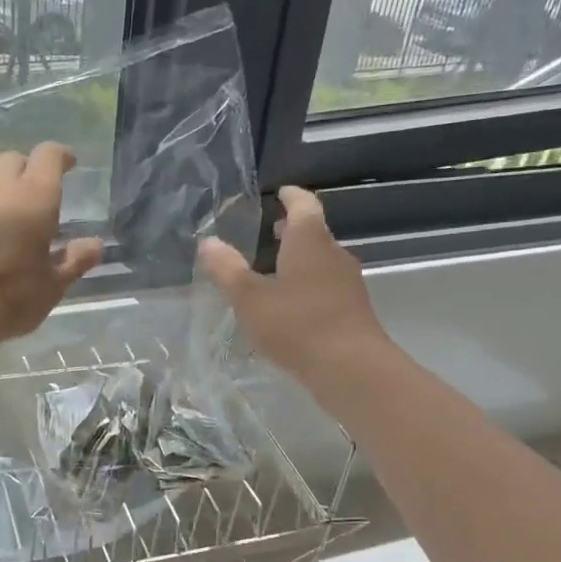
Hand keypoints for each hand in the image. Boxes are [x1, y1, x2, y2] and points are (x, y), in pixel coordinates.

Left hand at [0, 143, 103, 352]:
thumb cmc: (7, 295)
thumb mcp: (51, 287)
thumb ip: (73, 262)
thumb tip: (94, 244)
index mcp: (34, 197)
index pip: (48, 155)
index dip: (61, 156)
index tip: (70, 164)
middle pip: (12, 160)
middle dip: (28, 169)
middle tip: (40, 194)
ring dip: (2, 193)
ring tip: (14, 224)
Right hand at [198, 186, 385, 380]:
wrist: (352, 369)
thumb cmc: (297, 325)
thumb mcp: (250, 299)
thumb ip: (227, 270)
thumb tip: (207, 242)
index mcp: (309, 242)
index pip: (303, 205)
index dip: (290, 196)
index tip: (279, 192)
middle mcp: (333, 255)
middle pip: (314, 232)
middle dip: (291, 229)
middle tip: (268, 231)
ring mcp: (347, 283)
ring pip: (321, 260)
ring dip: (300, 259)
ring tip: (273, 269)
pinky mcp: (353, 309)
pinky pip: (327, 285)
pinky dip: (308, 284)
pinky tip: (291, 305)